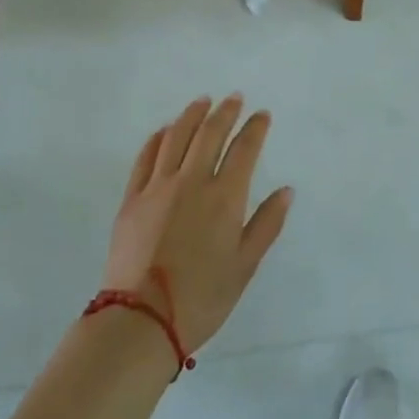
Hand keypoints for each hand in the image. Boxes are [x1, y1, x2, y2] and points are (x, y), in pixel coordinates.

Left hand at [104, 95, 293, 354]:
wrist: (141, 320)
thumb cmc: (202, 298)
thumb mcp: (245, 266)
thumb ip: (266, 224)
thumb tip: (286, 190)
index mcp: (225, 197)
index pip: (244, 149)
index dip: (255, 128)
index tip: (262, 115)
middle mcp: (192, 181)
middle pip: (210, 134)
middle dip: (225, 112)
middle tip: (233, 98)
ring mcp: (158, 187)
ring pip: (176, 137)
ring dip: (192, 115)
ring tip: (201, 102)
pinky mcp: (132, 198)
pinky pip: (146, 157)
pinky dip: (158, 138)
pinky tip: (165, 131)